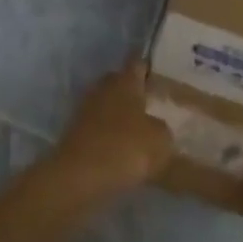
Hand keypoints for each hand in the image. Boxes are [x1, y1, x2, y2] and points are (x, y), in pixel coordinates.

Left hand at [36, 64, 173, 203]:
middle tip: (159, 105)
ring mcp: (86, 110)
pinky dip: (112, 135)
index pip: (139, 63)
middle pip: (122, 84)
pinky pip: (101, 128)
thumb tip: (157, 126)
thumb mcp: (160, 140)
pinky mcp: (76, 133)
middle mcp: (103, 88)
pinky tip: (126, 149)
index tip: (166, 77)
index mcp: (124, 80)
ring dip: (123, 116)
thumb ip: (163, 128)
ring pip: (110, 106)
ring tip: (145, 131)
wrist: (78, 178)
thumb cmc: (125, 148)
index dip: (153, 69)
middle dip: (138, 93)